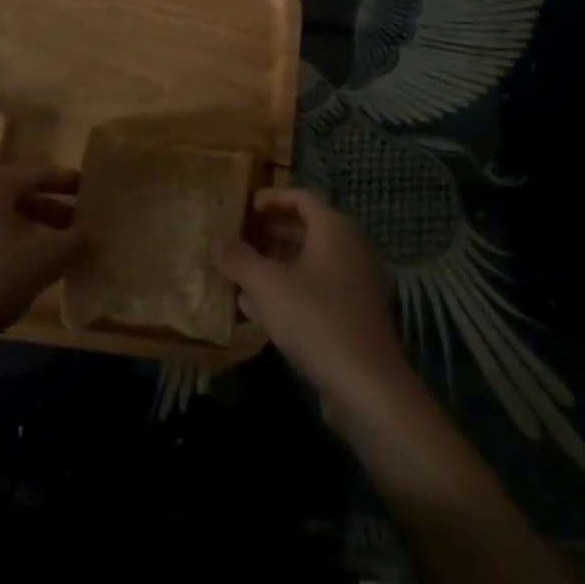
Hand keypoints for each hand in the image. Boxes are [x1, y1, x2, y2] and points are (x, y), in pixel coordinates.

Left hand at [0, 162, 84, 343]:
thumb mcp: (43, 259)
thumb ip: (75, 242)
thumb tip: (98, 235)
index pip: (41, 173)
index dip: (70, 182)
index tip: (94, 191)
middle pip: (23, 196)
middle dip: (55, 212)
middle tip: (84, 227)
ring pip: (7, 222)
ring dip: (37, 234)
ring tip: (63, 253)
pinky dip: (15, 250)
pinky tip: (31, 273)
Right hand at [218, 187, 410, 406]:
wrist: (367, 385)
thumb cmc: (315, 319)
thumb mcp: (267, 285)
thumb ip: (239, 259)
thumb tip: (216, 240)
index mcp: (334, 228)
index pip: (301, 197)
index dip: (271, 198)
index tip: (244, 207)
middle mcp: (350, 247)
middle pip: (306, 228)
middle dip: (270, 231)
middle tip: (237, 237)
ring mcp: (355, 283)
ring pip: (309, 261)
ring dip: (275, 263)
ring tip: (240, 270)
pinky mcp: (353, 315)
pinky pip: (316, 289)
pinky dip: (288, 289)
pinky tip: (257, 307)